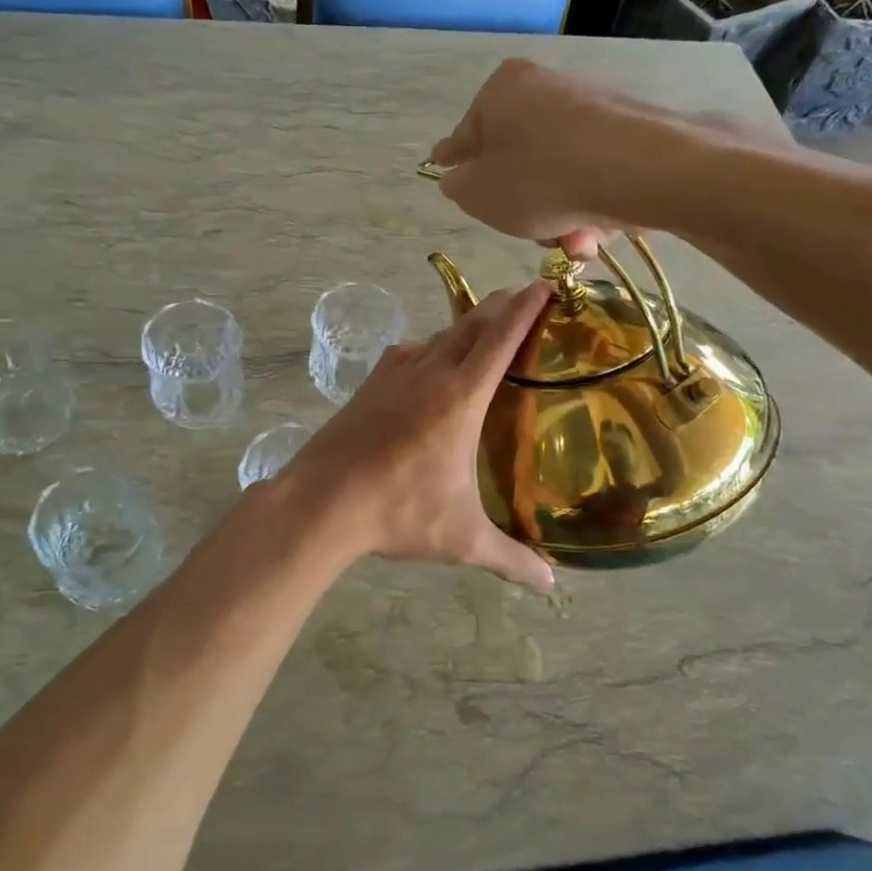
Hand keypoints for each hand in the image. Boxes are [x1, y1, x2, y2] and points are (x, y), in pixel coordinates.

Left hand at [281, 282, 556, 593]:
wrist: (320, 502)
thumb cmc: (397, 513)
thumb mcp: (461, 538)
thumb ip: (510, 560)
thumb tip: (551, 586)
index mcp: (460, 398)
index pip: (501, 338)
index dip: (525, 308)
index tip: (544, 284)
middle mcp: (429, 373)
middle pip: (471, 324)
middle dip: (501, 305)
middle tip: (523, 296)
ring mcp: (394, 374)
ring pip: (439, 335)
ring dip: (466, 325)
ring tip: (484, 327)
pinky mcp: (369, 384)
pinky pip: (408, 352)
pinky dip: (429, 347)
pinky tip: (428, 363)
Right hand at [428, 58, 786, 255]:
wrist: (641, 169)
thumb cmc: (540, 179)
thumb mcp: (478, 194)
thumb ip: (457, 186)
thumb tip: (459, 177)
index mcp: (501, 90)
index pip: (467, 134)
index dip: (455, 160)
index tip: (445, 169)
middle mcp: (545, 87)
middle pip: (518, 157)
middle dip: (522, 205)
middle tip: (528, 232)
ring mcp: (590, 106)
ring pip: (557, 172)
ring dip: (559, 215)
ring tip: (574, 242)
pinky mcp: (628, 129)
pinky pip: (593, 173)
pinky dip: (590, 203)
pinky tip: (599, 231)